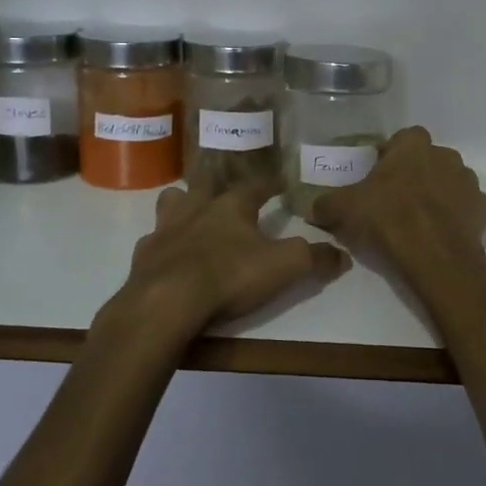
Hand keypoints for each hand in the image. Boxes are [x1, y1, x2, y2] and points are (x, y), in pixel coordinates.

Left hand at [109, 175, 350, 339]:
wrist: (165, 303)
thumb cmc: (227, 276)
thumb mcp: (283, 267)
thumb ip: (314, 258)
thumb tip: (342, 254)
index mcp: (231, 206)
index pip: (255, 186)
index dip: (270, 184)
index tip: (281, 183)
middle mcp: (196, 209)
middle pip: (205, 184)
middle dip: (216, 182)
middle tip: (223, 187)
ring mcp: (165, 231)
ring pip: (171, 204)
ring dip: (182, 205)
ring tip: (190, 215)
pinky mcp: (143, 257)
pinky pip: (153, 242)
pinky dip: (162, 245)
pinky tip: (168, 257)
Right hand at [309, 127, 485, 282]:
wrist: (434, 256)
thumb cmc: (388, 219)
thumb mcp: (344, 209)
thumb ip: (326, 203)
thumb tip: (311, 206)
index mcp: (414, 145)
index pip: (403, 138)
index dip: (390, 156)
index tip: (377, 177)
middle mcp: (446, 155)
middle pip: (427, 159)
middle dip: (414, 174)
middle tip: (394, 200)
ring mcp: (468, 182)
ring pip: (448, 181)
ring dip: (436, 194)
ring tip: (417, 220)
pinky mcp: (482, 209)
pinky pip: (464, 207)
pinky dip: (454, 216)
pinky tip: (437, 234)